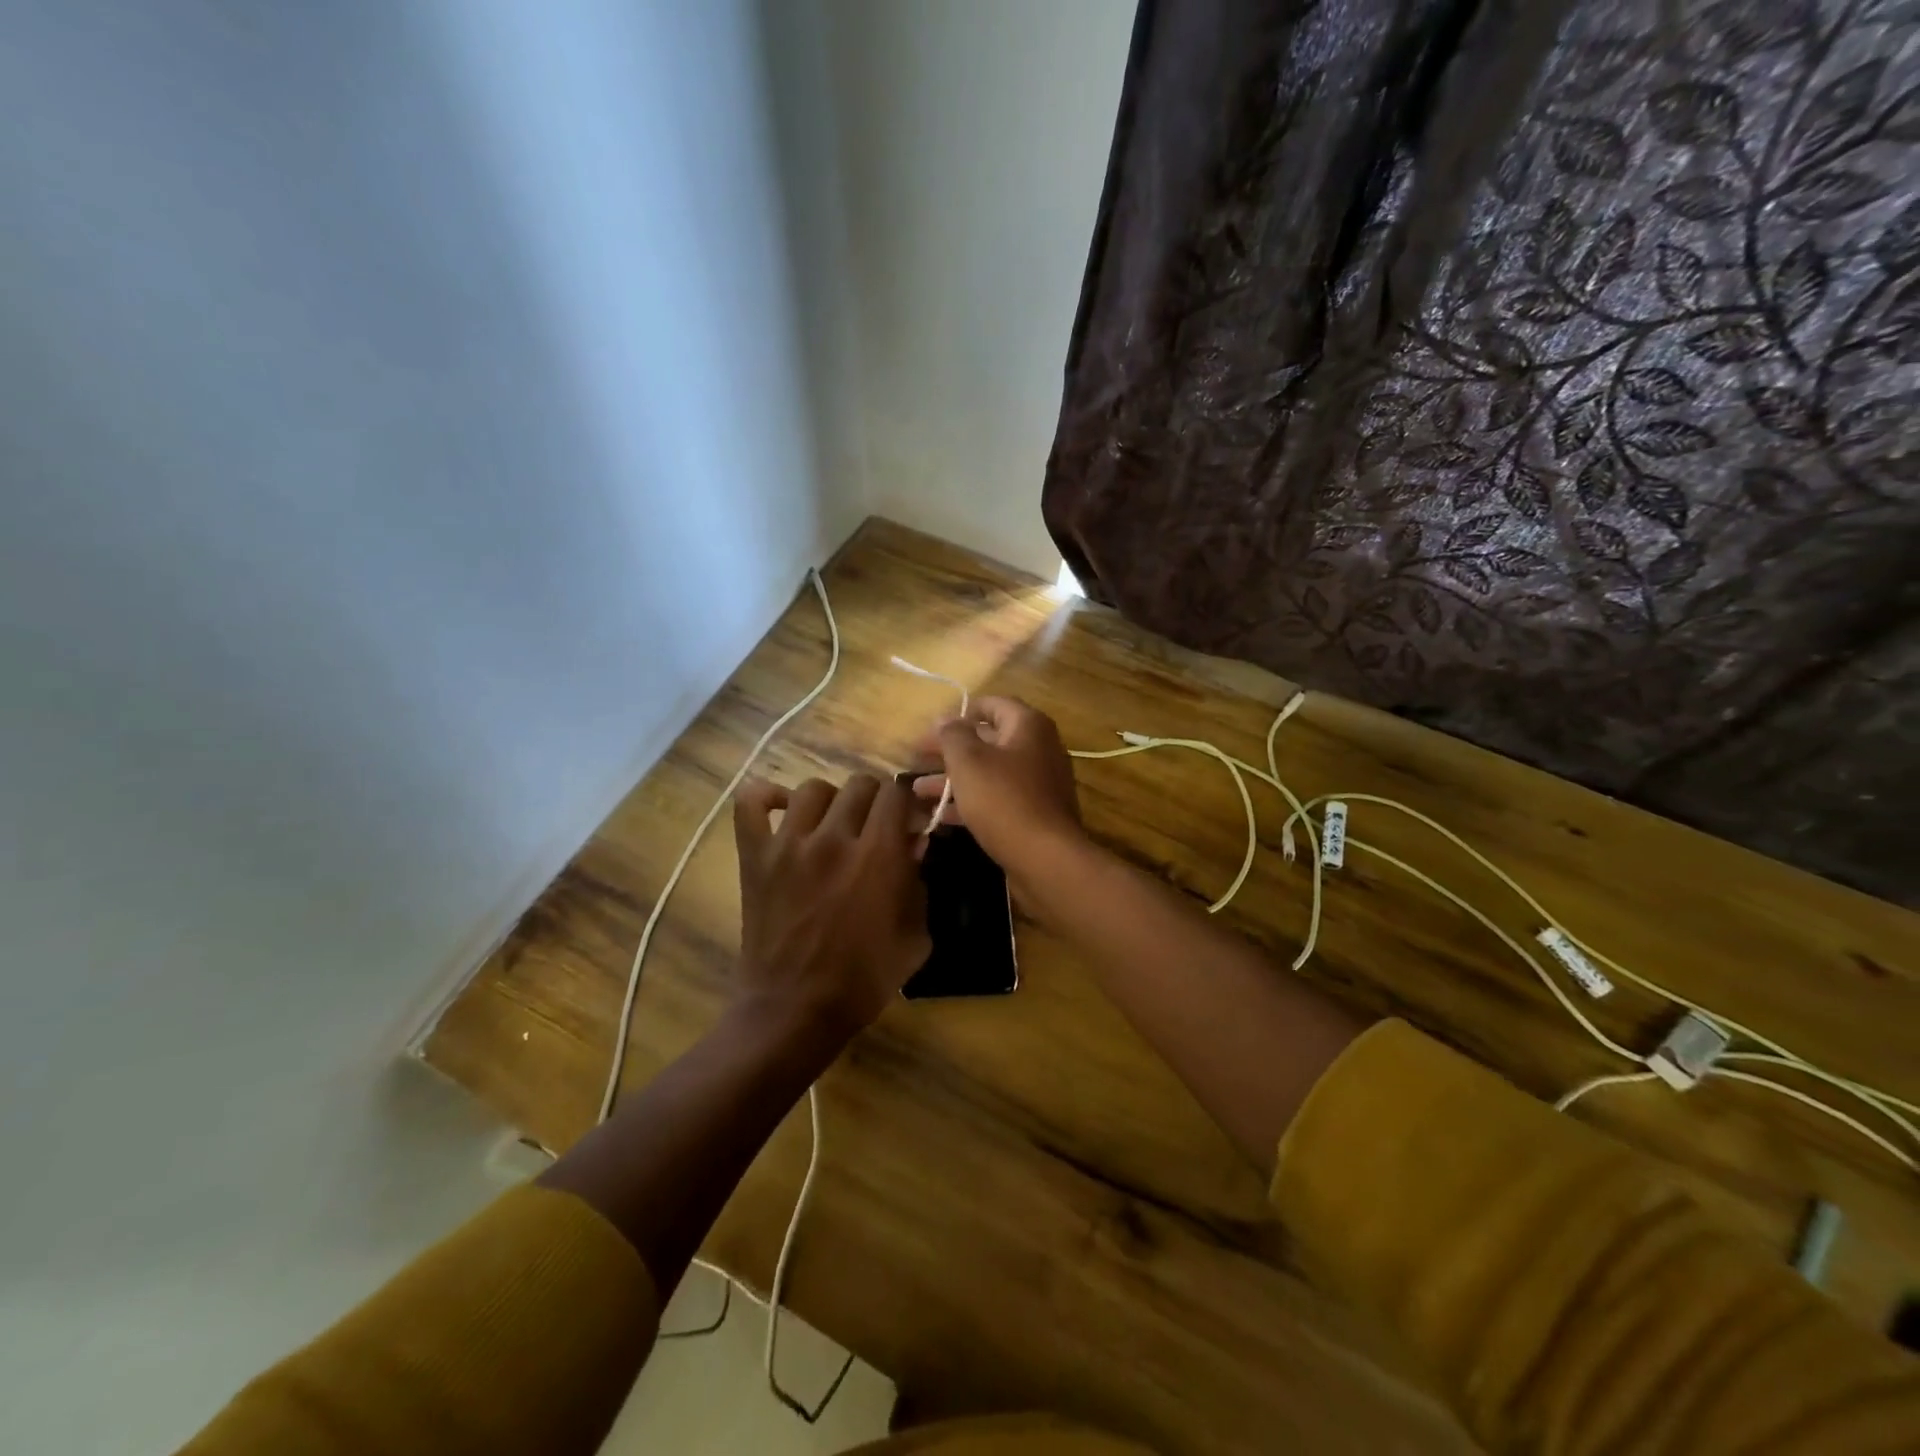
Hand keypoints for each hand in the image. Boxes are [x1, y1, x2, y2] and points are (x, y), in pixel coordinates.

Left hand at [732, 773, 930, 1035]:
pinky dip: (767, 797)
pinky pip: (752, 803)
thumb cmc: (863, 980)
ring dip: (831, 801)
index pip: (896, 793)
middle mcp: (833, 838)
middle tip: (875, 826)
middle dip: (876, 800)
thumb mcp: (915, 936)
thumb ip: (919, 882)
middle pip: (860, 784)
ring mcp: (788, 845)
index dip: (907, 802)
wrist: (795, 1010)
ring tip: (833, 824)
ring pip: (814, 788)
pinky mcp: (755, 856)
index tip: (908, 820)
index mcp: (878, 856)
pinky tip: (784, 811)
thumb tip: (913, 843)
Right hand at [912, 697, 1084, 881]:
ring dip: (953, 779)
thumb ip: (952, 735)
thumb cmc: (1004, 800)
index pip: (992, 705)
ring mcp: (1038, 784)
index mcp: (1028, 726)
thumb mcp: (969, 761)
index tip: (931, 727)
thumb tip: (944, 718)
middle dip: (949, 750)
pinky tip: (939, 816)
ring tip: (917, 790)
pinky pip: (997, 799)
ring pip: (989, 773)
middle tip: (916, 758)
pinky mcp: (1033, 814)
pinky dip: (969, 803)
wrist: (1046, 859)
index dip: (960, 713)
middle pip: (988, 740)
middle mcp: (1038, 749)